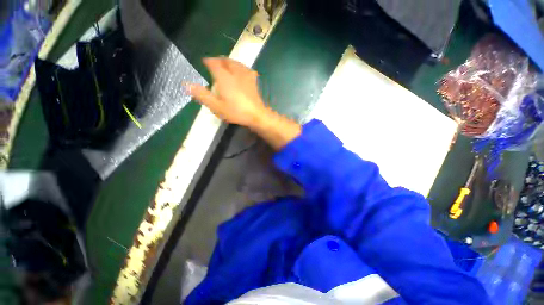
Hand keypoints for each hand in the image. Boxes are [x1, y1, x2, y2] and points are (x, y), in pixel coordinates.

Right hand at [187, 57, 300, 149]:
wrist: (256, 115)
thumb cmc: (236, 111)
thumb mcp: (216, 106)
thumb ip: (202, 95)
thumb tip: (186, 84)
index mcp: (224, 77)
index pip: (214, 63)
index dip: (208, 61)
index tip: (205, 62)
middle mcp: (235, 73)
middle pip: (226, 61)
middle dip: (219, 60)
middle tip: (215, 63)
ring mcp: (246, 76)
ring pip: (237, 63)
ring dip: (230, 62)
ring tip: (226, 65)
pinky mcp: (253, 82)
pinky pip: (247, 70)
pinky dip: (241, 68)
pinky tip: (242, 72)